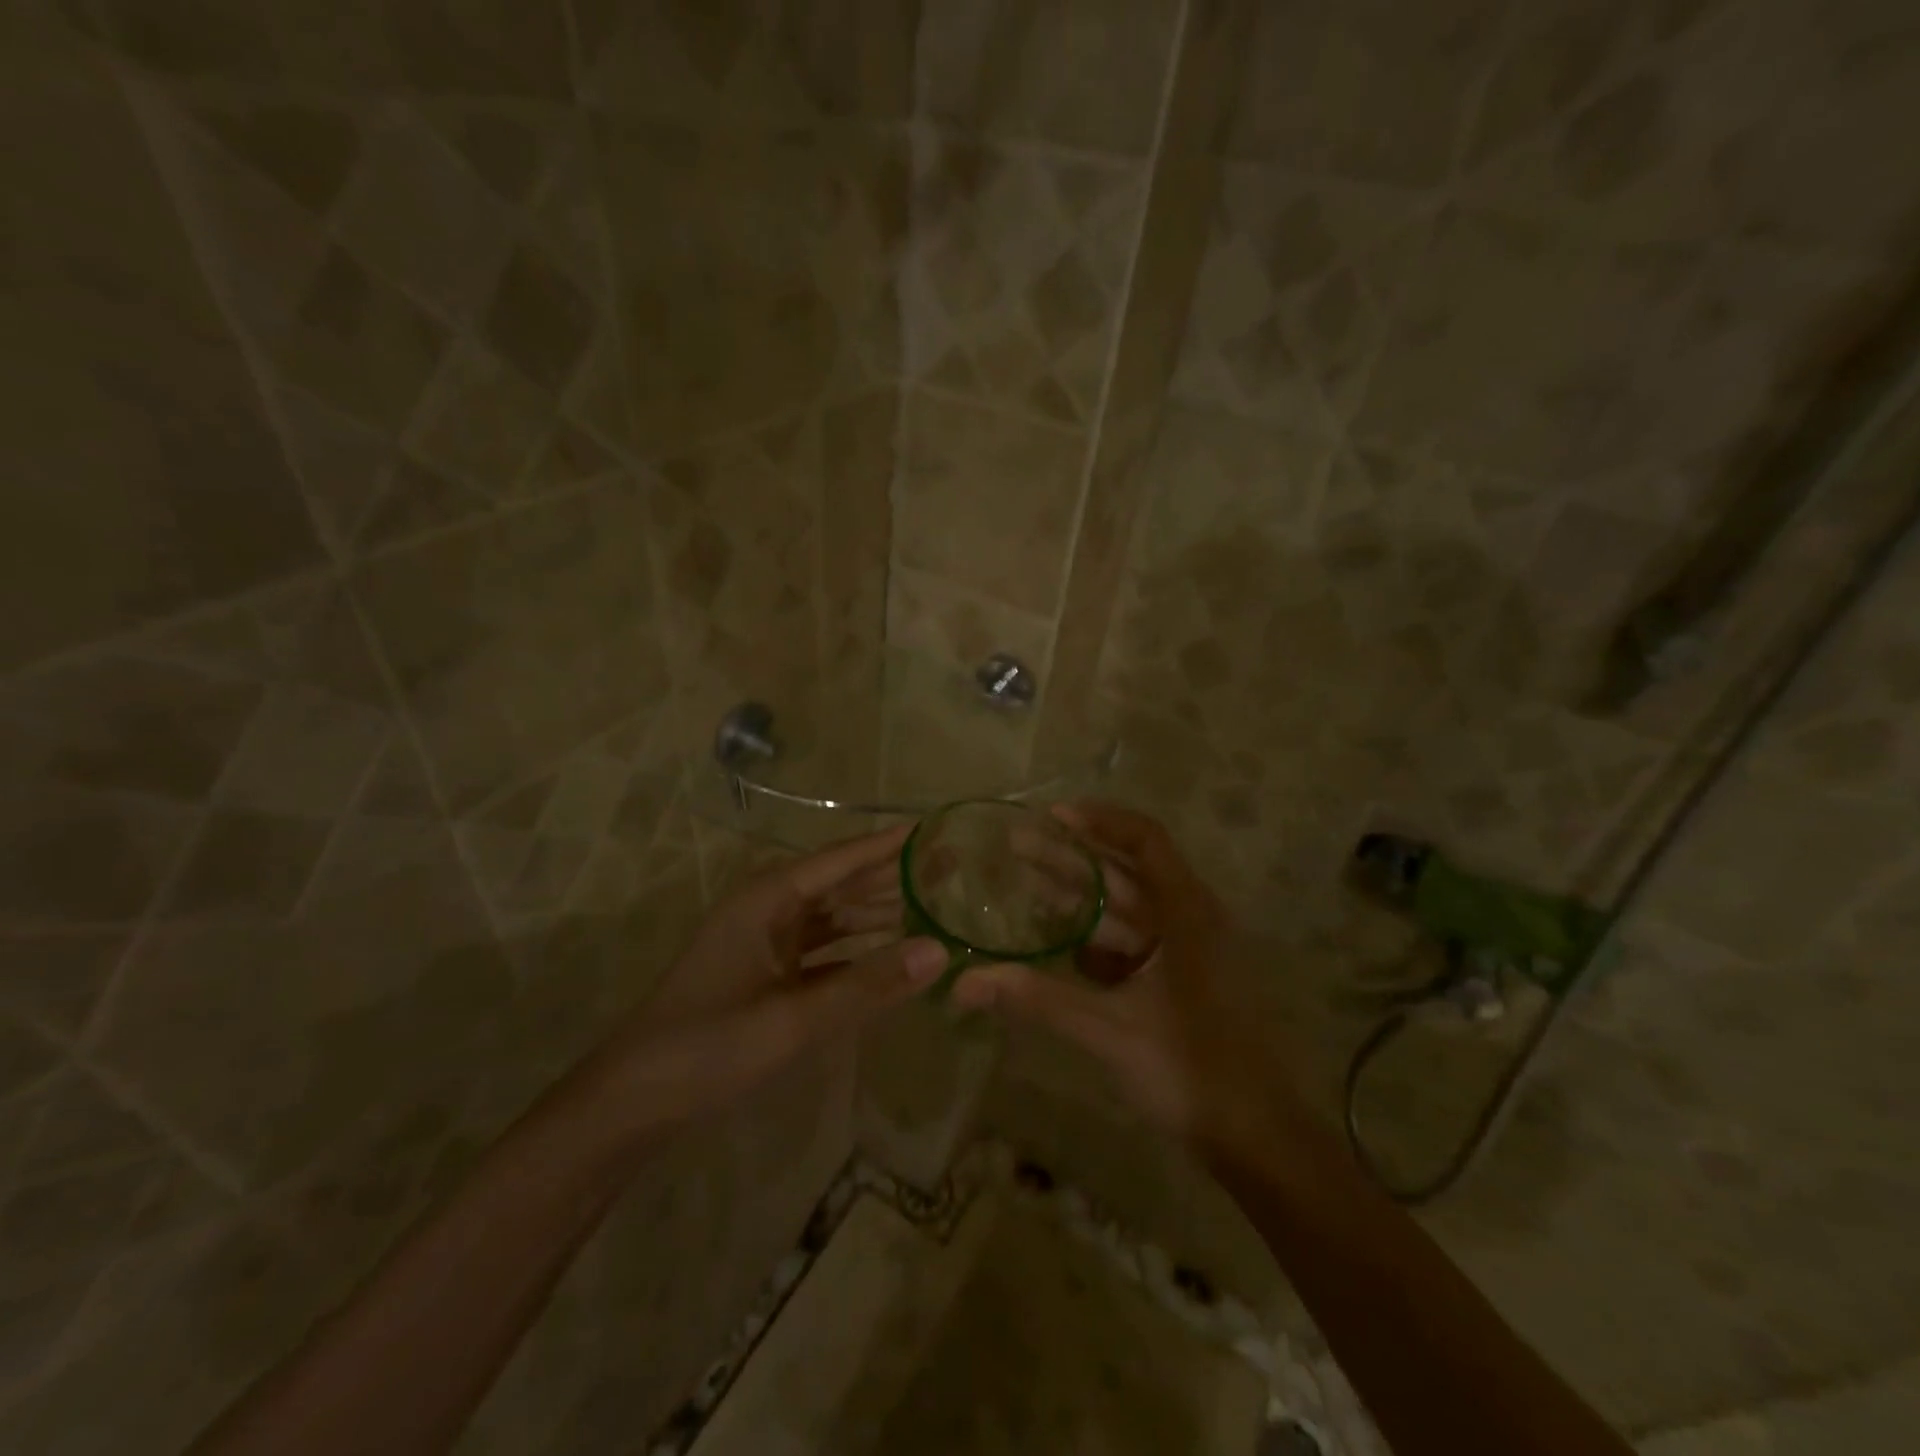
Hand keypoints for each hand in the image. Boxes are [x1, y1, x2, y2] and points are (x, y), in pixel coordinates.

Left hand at [575, 825, 944, 1139]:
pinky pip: (823, 950)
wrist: (632, 1102)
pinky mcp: (766, 973)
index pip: (842, 859)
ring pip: (834, 916)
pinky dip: (857, 951)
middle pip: (841, 883)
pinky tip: (891, 956)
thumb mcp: (794, 1019)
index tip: (936, 829)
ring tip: (932, 904)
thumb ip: (868, 985)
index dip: (889, 845)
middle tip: (950, 867)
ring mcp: (766, 942)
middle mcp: (768, 909)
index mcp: (768, 899)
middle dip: (893, 876)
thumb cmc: (708, 1048)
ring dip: (878, 912)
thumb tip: (940, 950)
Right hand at [952, 803, 1309, 1159]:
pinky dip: (1098, 938)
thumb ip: (1037, 999)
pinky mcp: (1184, 981)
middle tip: (1017, 845)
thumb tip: (965, 983)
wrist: (1259, 1140)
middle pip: (1128, 872)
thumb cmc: (1191, 1071)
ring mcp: (1190, 952)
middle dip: (1072, 858)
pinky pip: (1135, 944)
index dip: (1099, 821)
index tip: (1051, 816)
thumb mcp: (1109, 1030)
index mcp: (1188, 914)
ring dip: (1082, 898)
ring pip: (1129, 910)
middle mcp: (1192, 920)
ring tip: (1027, 886)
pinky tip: (1059, 942)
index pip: (1145, 840)